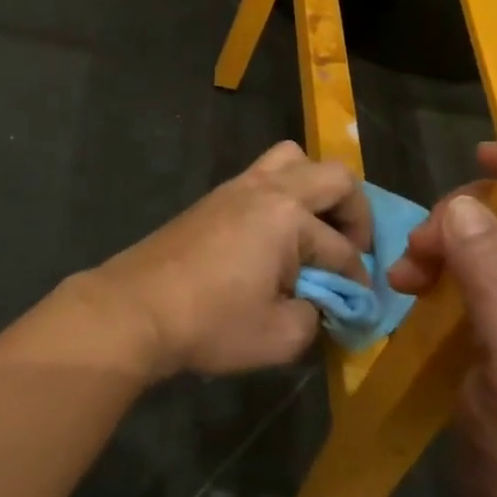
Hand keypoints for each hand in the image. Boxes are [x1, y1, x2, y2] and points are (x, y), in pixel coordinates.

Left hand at [88, 142, 372, 378]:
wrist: (136, 307)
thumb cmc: (211, 322)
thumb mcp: (279, 337)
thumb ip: (315, 317)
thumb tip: (320, 304)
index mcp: (288, 216)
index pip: (341, 249)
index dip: (357, 280)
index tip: (359, 305)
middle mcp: (269, 188)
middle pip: (334, 176)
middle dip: (355, 213)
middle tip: (351, 250)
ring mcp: (239, 185)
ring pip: (294, 159)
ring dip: (317, 189)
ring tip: (317, 230)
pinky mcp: (217, 196)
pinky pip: (266, 173)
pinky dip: (286, 193)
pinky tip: (279, 235)